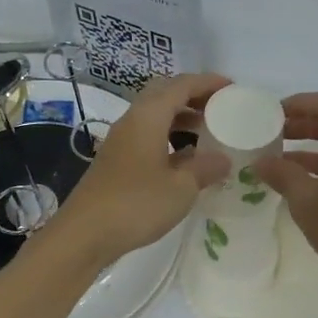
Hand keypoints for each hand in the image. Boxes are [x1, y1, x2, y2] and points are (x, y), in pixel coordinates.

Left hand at [50, 73, 230, 267]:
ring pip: (154, 115)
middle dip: (193, 95)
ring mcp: (121, 141)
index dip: (208, 83)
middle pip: (164, 94)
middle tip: (219, 107)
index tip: (232, 88)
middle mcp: (132, 121)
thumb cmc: (136, 204)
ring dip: (181, 117)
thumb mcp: (181, 188)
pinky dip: (169, 136)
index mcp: (148, 117)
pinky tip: (184, 158)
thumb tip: (223, 159)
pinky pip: (148, 135)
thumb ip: (204, 168)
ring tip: (207, 131)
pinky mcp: (116, 161)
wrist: (84, 234)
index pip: (181, 85)